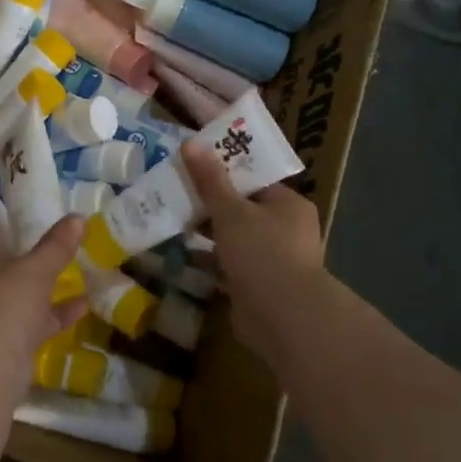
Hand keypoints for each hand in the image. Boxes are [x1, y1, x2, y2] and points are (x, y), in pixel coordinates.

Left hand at [0, 216, 84, 387]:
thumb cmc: (4, 300)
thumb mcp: (35, 268)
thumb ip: (55, 245)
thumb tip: (78, 217)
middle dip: (10, 260)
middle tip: (37, 249)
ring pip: (9, 299)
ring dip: (34, 289)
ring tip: (65, 274)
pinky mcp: (2, 345)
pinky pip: (29, 324)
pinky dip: (53, 315)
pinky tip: (82, 306)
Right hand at [181, 141, 324, 366]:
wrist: (283, 318)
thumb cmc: (262, 253)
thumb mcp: (231, 211)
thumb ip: (210, 180)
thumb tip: (190, 143)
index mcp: (288, 204)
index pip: (254, 179)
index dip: (224, 169)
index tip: (193, 163)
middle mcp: (286, 229)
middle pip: (242, 207)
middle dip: (210, 202)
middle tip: (176, 188)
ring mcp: (273, 259)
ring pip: (234, 237)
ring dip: (207, 231)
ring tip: (173, 217)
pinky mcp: (258, 285)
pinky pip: (229, 264)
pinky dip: (209, 259)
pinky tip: (182, 252)